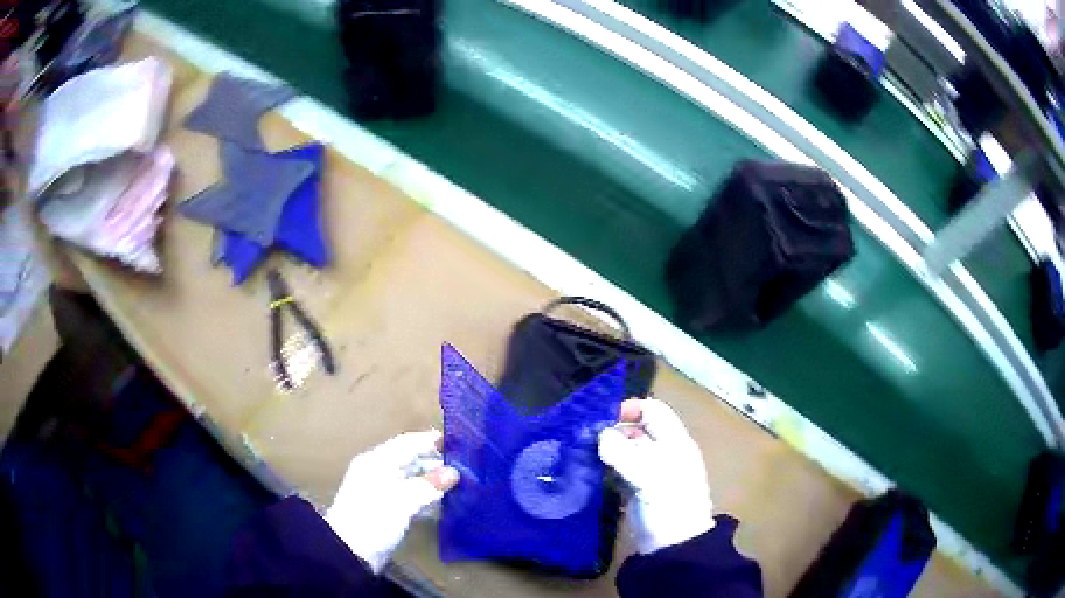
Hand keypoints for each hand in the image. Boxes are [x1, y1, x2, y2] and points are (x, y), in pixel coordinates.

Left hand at [325, 430, 459, 572]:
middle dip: (435, 462)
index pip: (407, 443)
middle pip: (410, 460)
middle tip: (465, 465)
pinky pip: (411, 495)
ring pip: (412, 479)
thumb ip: (428, 485)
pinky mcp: (387, 509)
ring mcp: (382, 491)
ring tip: (460, 483)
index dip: (430, 441)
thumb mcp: (403, 500)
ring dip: (433, 480)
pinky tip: (444, 502)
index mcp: (377, 461)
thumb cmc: (374, 518)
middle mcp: (379, 471)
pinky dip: (426, 496)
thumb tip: (453, 473)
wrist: (350, 551)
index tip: (457, 442)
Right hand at [598, 399, 714, 554]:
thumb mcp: (650, 477)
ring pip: (625, 451)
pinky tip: (586, 471)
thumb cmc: (669, 505)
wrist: (673, 547)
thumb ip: (624, 454)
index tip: (602, 417)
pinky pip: (618, 471)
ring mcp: (649, 473)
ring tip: (579, 452)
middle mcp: (663, 453)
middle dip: (612, 430)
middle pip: (636, 430)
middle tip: (583, 436)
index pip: (654, 411)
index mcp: (675, 443)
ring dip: (605, 450)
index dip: (631, 409)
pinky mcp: (636, 491)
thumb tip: (600, 436)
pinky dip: (604, 469)